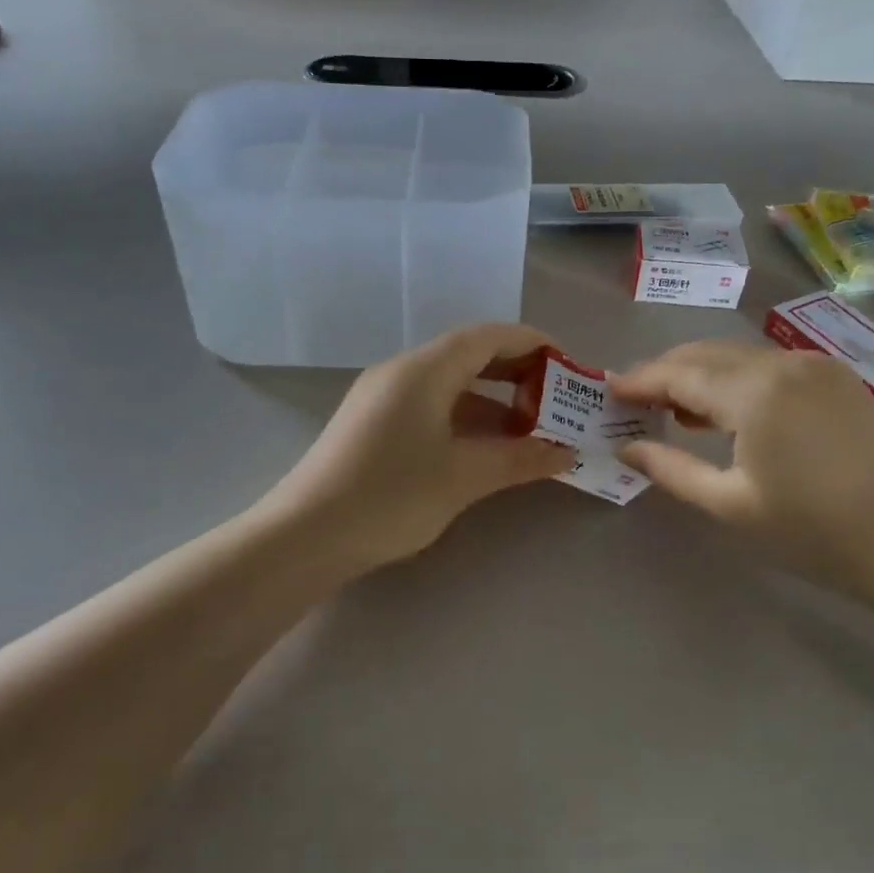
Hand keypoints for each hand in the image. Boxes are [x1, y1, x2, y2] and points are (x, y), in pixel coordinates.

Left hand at [261, 324, 573, 572]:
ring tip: (528, 431)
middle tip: (554, 401)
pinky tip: (483, 449)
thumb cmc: (391, 496)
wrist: (305, 535)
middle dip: (515, 373)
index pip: (488, 337)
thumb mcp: (464, 477)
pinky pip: (429, 406)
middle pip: (468, 355)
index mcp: (424, 370)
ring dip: (490, 401)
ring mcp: (381, 398)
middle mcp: (401, 372)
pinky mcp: (371, 424)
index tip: (568, 366)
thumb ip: (520, 459)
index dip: (532, 344)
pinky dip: (463, 418)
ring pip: (448, 384)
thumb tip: (566, 452)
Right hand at [611, 341, 873, 616]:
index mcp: (754, 390)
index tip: (607, 390)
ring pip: (740, 357)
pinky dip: (738, 381)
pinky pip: (771, 367)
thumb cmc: (816, 531)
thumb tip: (626, 447)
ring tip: (673, 409)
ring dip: (702, 375)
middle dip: (666, 372)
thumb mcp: (732, 505)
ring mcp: (818, 367)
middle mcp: (784, 362)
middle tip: (634, 400)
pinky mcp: (840, 382)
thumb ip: (671, 468)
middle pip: (708, 354)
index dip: (640, 380)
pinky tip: (728, 413)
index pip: (679, 372)